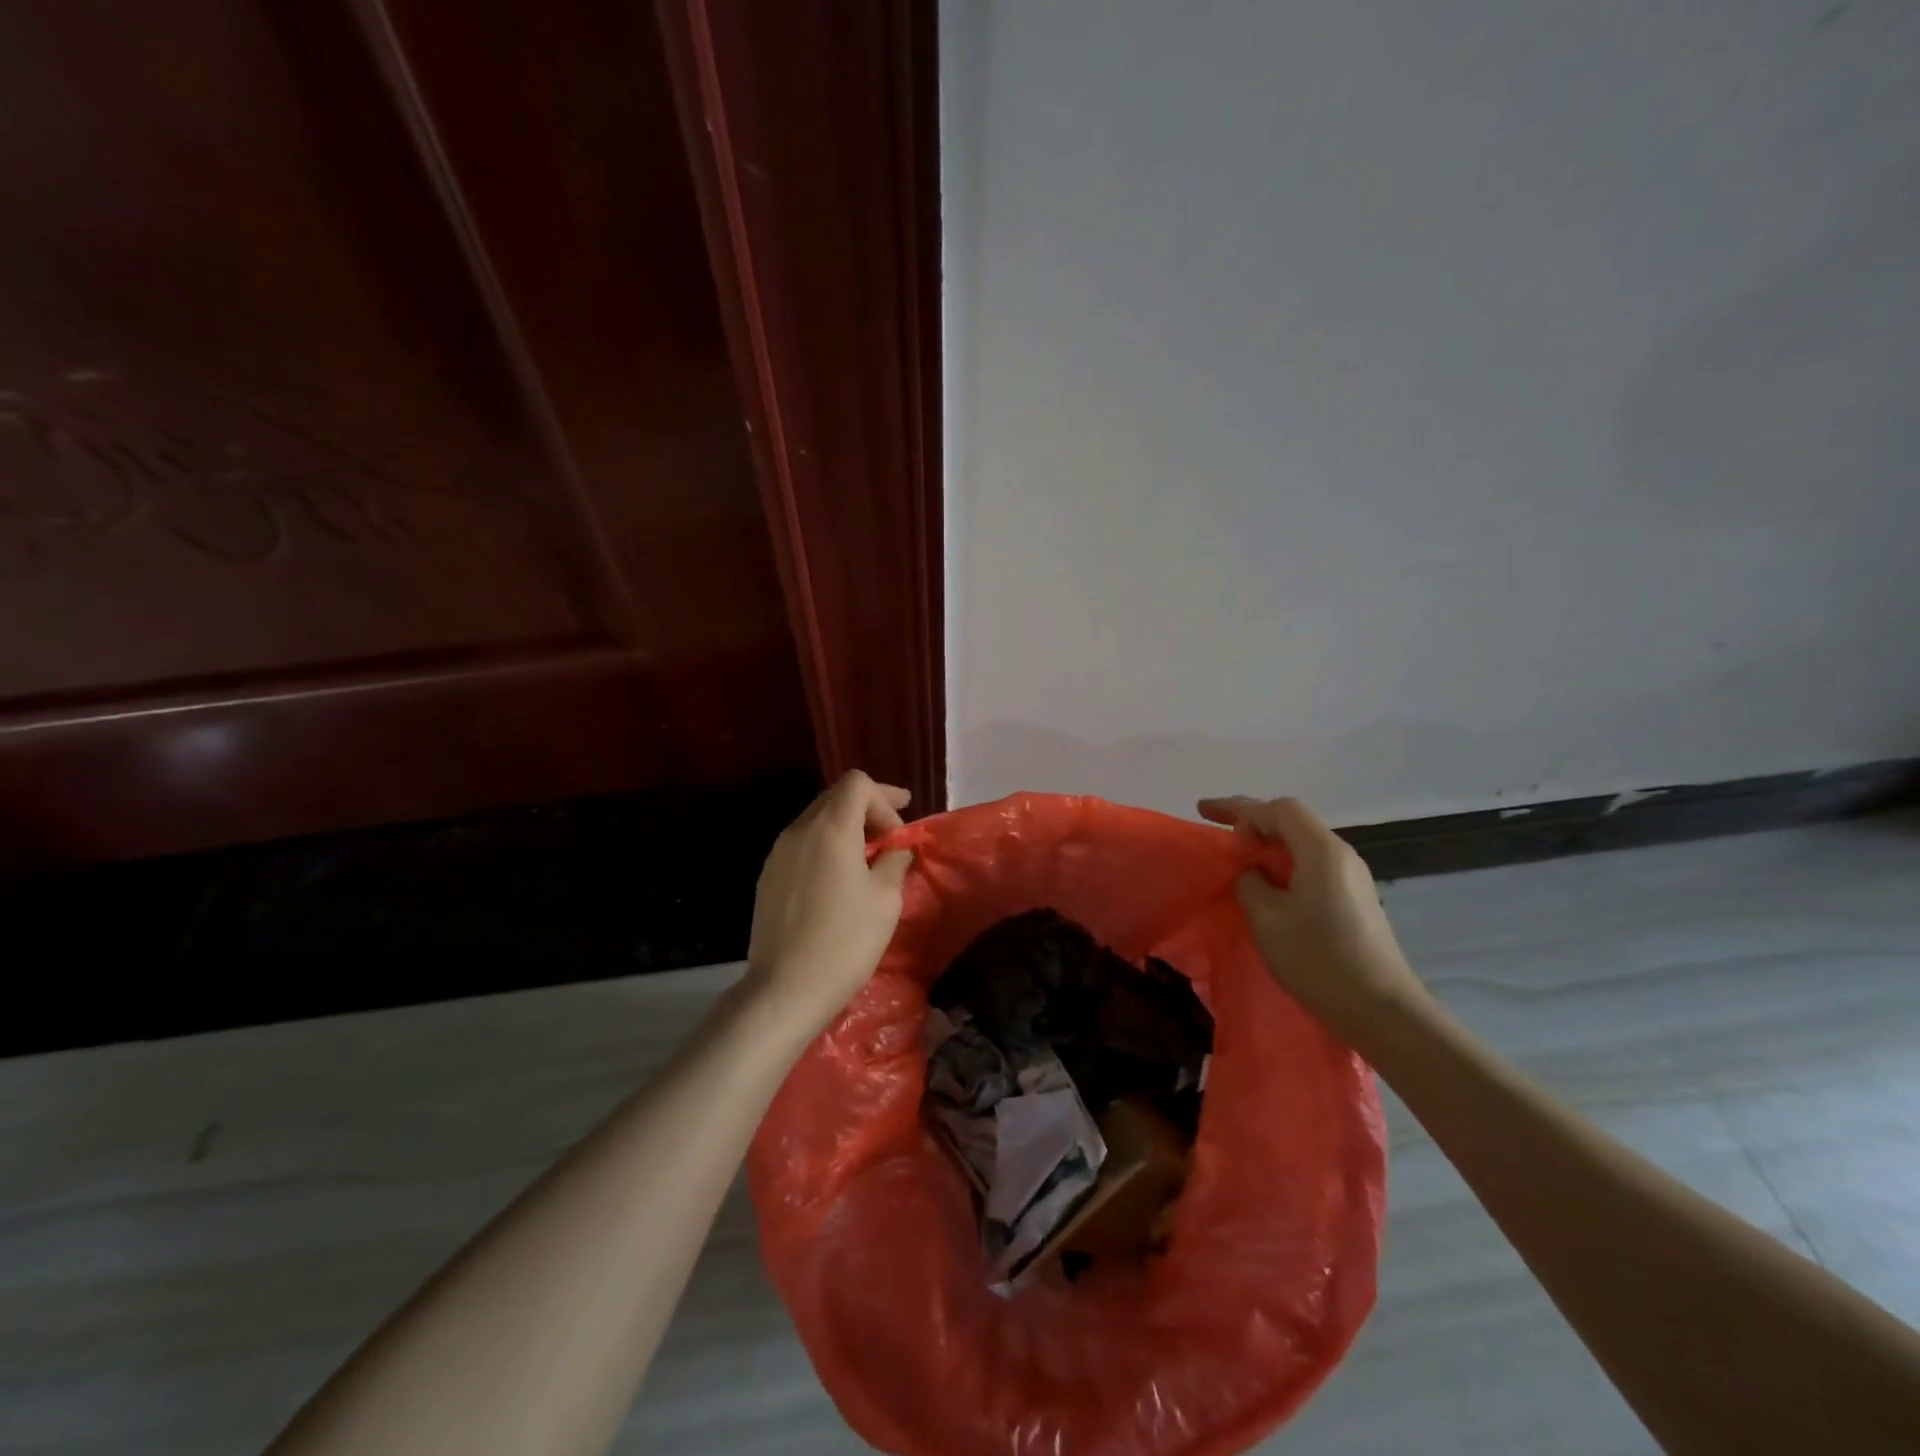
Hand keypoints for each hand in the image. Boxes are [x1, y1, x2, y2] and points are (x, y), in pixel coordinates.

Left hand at [744, 771, 915, 1038]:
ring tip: (867, 860)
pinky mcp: (768, 876)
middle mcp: (799, 830)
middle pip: (835, 797)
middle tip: (891, 838)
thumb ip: (894, 861)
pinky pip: (802, 844)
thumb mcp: (885, 900)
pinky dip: (825, 847)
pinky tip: (838, 879)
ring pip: (816, 819)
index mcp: (831, 829)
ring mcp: (778, 853)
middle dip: (867, 810)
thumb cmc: (845, 942)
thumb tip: (896, 848)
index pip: (858, 783)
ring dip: (846, 829)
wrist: (784, 989)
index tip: (900, 831)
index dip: (885, 798)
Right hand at [1197, 795, 1427, 1040]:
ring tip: (1239, 858)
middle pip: (1292, 821)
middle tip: (1219, 832)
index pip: (1277, 810)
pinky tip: (1268, 885)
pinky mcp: (1355, 899)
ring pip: (1302, 844)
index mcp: (1321, 850)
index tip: (1203, 813)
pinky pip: (1312, 865)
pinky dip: (1284, 864)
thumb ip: (1251, 884)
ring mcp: (1352, 877)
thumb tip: (1255, 875)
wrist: (1381, 1010)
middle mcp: (1341, 855)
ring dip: (1268, 844)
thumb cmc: (1319, 959)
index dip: (1238, 807)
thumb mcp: (1267, 919)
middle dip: (1252, 821)